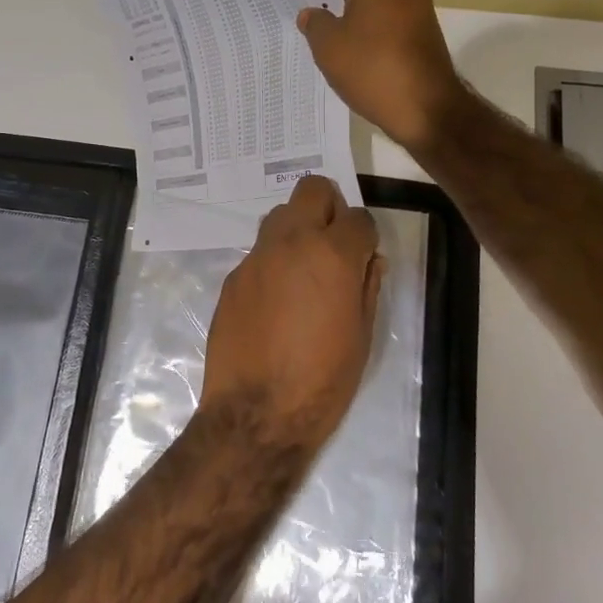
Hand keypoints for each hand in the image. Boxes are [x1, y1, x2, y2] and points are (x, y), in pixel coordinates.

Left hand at [200, 176, 383, 455]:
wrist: (256, 412)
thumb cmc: (322, 380)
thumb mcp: (362, 336)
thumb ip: (367, 286)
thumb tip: (368, 259)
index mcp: (332, 255)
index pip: (358, 217)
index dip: (364, 235)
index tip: (363, 257)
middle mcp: (292, 242)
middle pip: (312, 190)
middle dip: (328, 207)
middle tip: (333, 242)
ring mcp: (257, 256)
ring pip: (280, 214)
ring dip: (297, 228)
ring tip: (303, 269)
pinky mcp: (234, 275)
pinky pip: (259, 251)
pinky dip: (273, 261)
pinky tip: (275, 299)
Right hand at [297, 0, 463, 152]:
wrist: (427, 109)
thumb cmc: (372, 68)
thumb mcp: (328, 46)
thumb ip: (314, 23)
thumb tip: (312, 14)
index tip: (298, 8)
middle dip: (333, 5)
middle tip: (309, 30)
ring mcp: (419, 6)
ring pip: (373, 7)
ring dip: (352, 23)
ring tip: (331, 49)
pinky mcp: (426, 31)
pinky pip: (389, 25)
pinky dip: (372, 37)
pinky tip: (357, 60)